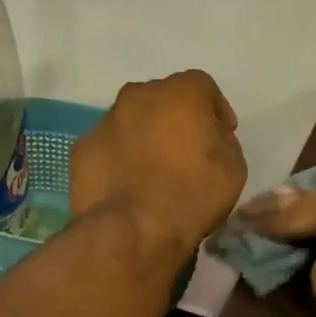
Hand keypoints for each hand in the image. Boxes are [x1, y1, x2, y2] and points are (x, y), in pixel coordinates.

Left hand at [69, 71, 245, 255]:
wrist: (132, 230)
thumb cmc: (192, 193)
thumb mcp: (234, 166)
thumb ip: (222, 139)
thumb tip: (208, 137)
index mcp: (180, 93)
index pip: (202, 85)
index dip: (216, 108)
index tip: (223, 133)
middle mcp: (138, 96)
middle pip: (163, 97)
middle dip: (177, 117)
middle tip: (189, 148)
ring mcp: (105, 122)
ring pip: (132, 120)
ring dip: (146, 135)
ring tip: (156, 169)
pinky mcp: (81, 149)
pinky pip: (109, 145)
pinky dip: (121, 157)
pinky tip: (130, 183)